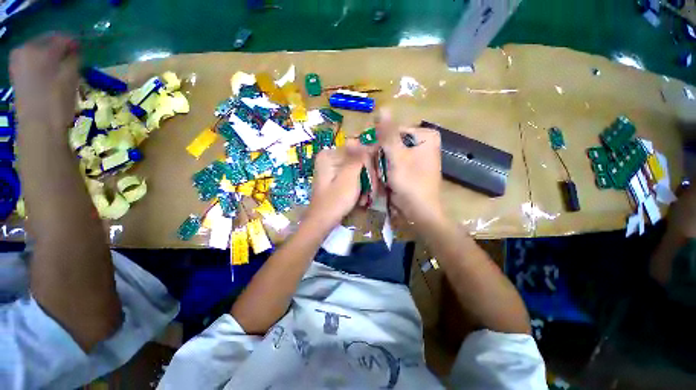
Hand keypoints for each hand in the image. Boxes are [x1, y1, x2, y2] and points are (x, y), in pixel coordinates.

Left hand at [10, 33, 79, 134]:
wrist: (39, 127)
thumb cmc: (56, 101)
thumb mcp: (70, 76)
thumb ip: (72, 58)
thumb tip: (73, 51)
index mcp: (37, 49)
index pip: (59, 38)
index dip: (72, 43)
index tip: (81, 51)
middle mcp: (24, 51)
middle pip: (46, 44)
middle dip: (59, 50)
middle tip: (72, 60)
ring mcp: (17, 64)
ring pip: (39, 54)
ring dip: (51, 59)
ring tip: (61, 70)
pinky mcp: (17, 76)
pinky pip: (33, 64)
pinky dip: (43, 67)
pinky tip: (50, 77)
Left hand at [307, 139, 367, 229]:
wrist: (322, 222)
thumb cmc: (336, 200)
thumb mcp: (349, 177)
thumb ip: (359, 158)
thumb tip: (368, 140)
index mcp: (330, 155)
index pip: (358, 151)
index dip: (370, 165)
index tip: (376, 179)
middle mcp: (330, 158)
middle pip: (357, 161)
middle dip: (367, 177)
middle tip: (370, 193)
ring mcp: (332, 169)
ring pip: (357, 170)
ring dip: (364, 185)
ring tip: (364, 199)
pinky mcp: (335, 178)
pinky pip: (352, 177)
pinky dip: (358, 188)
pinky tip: (360, 199)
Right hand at [377, 109, 443, 226]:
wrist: (419, 212)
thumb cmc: (410, 183)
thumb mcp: (397, 157)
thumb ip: (388, 134)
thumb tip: (383, 107)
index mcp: (425, 137)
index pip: (394, 130)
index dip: (379, 141)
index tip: (366, 152)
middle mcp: (421, 144)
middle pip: (392, 142)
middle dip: (379, 155)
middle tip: (369, 166)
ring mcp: (415, 157)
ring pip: (390, 153)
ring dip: (380, 164)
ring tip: (376, 175)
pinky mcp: (409, 168)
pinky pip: (393, 163)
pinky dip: (385, 170)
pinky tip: (381, 178)